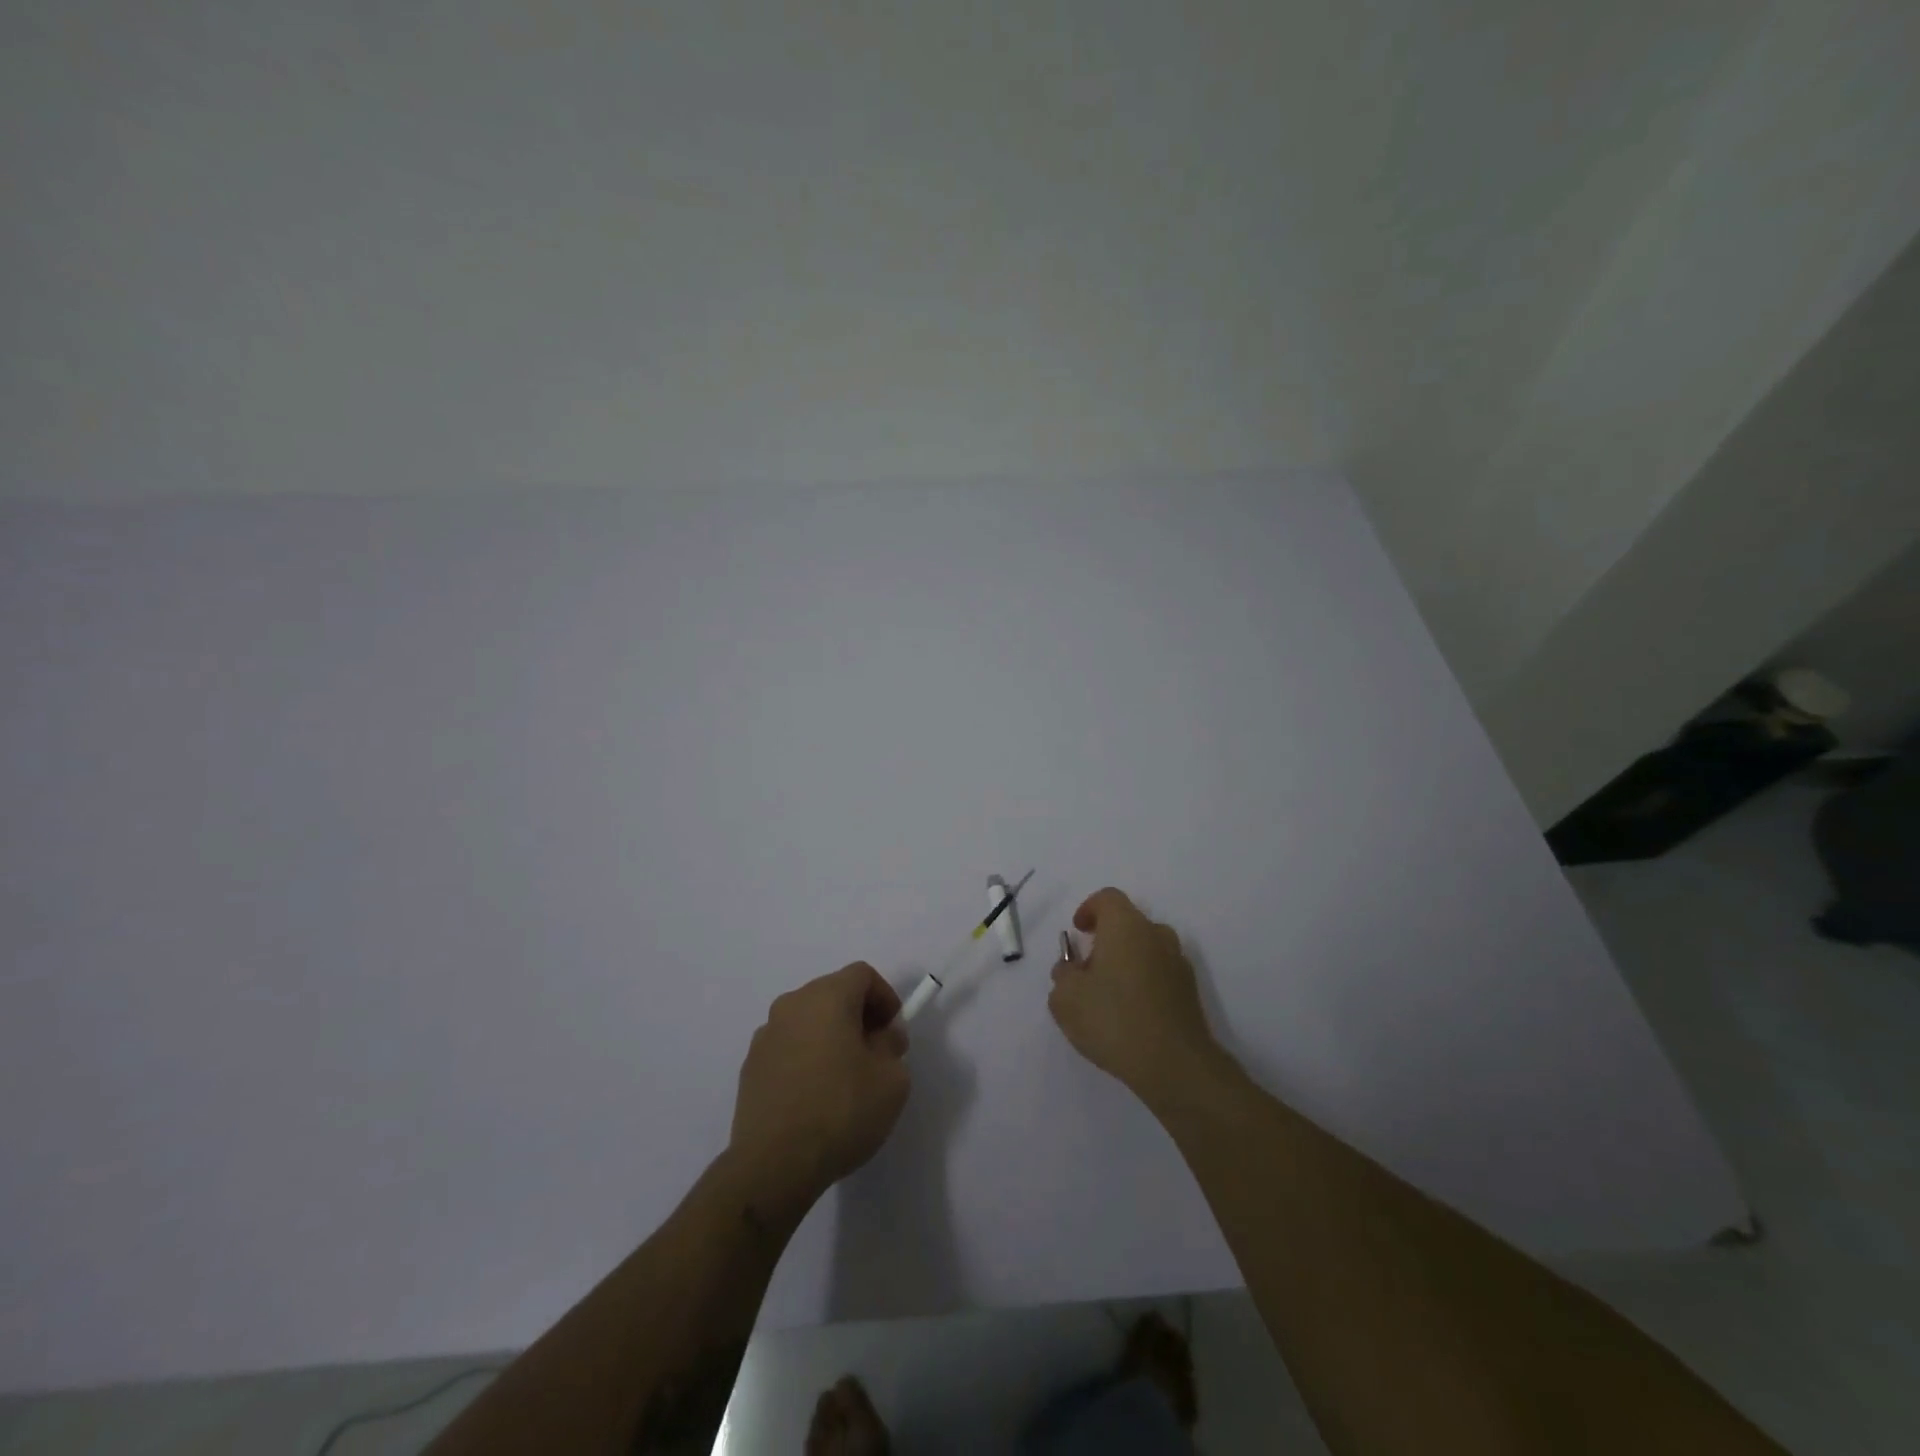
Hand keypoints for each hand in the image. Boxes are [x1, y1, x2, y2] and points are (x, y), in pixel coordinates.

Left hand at [730, 963, 911, 1210]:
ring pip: (808, 1021)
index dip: (885, 997)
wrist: (773, 1165)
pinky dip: (806, 1058)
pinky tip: (814, 1097)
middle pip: (833, 993)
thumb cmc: (841, 1111)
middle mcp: (791, 1005)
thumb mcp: (891, 1080)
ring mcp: (765, 1035)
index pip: (862, 975)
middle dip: (859, 1016)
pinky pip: (788, 1047)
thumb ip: (892, 1046)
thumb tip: (881, 1036)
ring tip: (844, 1079)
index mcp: (827, 997)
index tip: (894, 1032)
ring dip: (830, 1036)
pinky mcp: (750, 1067)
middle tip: (876, 1054)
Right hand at [1050, 888, 1222, 1103]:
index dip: (1089, 909)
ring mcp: (1178, 963)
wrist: (1174, 1065)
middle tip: (1087, 969)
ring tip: (1108, 995)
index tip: (1078, 932)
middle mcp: (1156, 935)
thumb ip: (1063, 976)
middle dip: (1106, 940)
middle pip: (1128, 924)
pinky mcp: (1189, 991)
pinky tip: (1130, 1014)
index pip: (1108, 899)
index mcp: (1126, 926)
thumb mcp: (1066, 999)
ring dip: (1126, 961)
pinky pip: (1159, 973)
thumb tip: (1071, 969)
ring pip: (1146, 949)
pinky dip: (1143, 982)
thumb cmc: (1113, 1020)